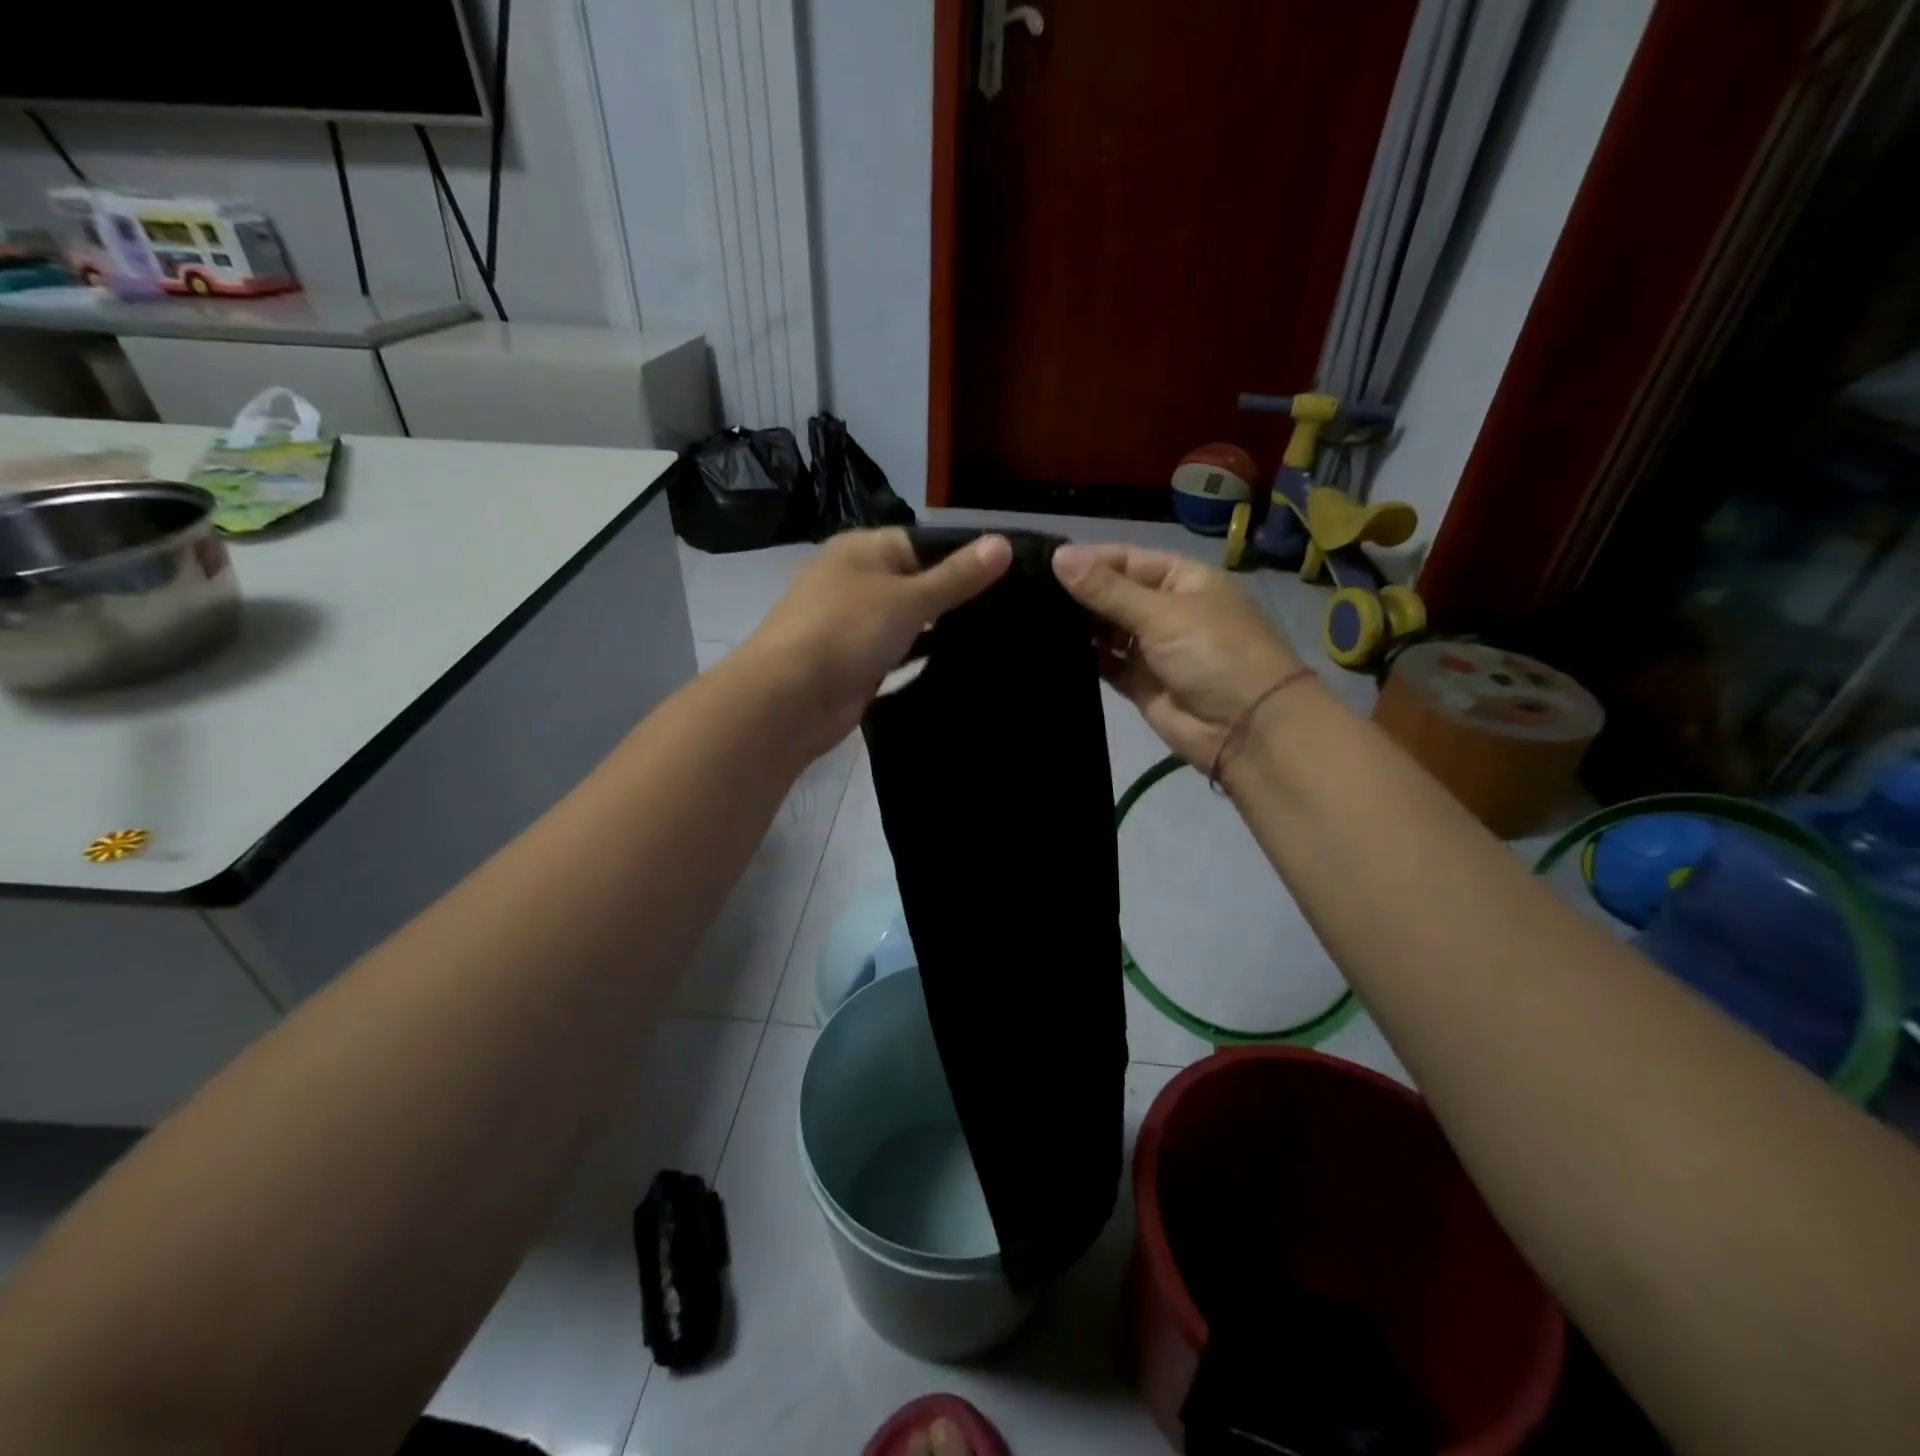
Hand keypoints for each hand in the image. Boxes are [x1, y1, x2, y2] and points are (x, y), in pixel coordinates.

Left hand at [737, 528, 1011, 756]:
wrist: (790, 699)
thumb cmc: (848, 631)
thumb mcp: (910, 598)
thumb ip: (957, 576)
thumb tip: (1004, 543)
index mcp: (862, 550)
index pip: (922, 542)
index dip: (962, 556)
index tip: (1009, 574)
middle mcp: (855, 581)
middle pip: (915, 581)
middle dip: (955, 595)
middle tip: (1011, 609)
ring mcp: (853, 625)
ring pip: (907, 620)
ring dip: (939, 629)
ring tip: (996, 636)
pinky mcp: (856, 663)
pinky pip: (898, 653)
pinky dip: (921, 656)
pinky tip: (960, 664)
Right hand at [1052, 543, 1304, 767]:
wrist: (1247, 729)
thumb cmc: (1213, 654)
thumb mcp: (1161, 613)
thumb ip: (1107, 589)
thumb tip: (1058, 556)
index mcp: (1182, 579)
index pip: (1127, 559)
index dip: (1088, 560)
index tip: (1042, 562)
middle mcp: (1166, 609)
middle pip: (1114, 594)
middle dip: (1078, 593)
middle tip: (1027, 591)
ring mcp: (1153, 648)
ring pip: (1107, 629)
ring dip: (1078, 625)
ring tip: (1030, 618)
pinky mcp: (1140, 683)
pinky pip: (1106, 664)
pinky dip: (1084, 657)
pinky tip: (1049, 649)